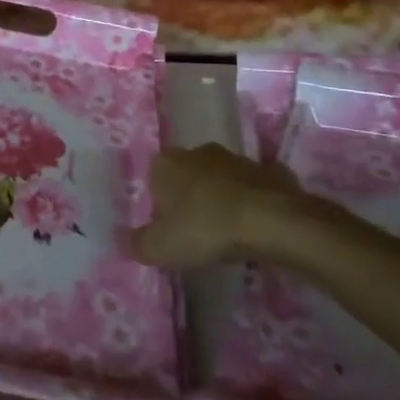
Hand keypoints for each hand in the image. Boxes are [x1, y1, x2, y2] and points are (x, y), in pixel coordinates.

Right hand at [127, 143, 328, 269]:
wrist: (271, 221)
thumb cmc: (205, 229)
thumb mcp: (160, 248)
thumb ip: (138, 244)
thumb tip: (128, 241)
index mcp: (167, 163)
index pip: (154, 178)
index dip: (159, 204)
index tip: (167, 229)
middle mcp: (199, 152)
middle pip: (188, 175)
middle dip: (190, 198)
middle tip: (195, 232)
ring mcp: (237, 159)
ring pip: (222, 180)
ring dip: (222, 199)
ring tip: (228, 234)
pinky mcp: (269, 171)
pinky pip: (254, 189)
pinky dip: (253, 203)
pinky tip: (256, 227)